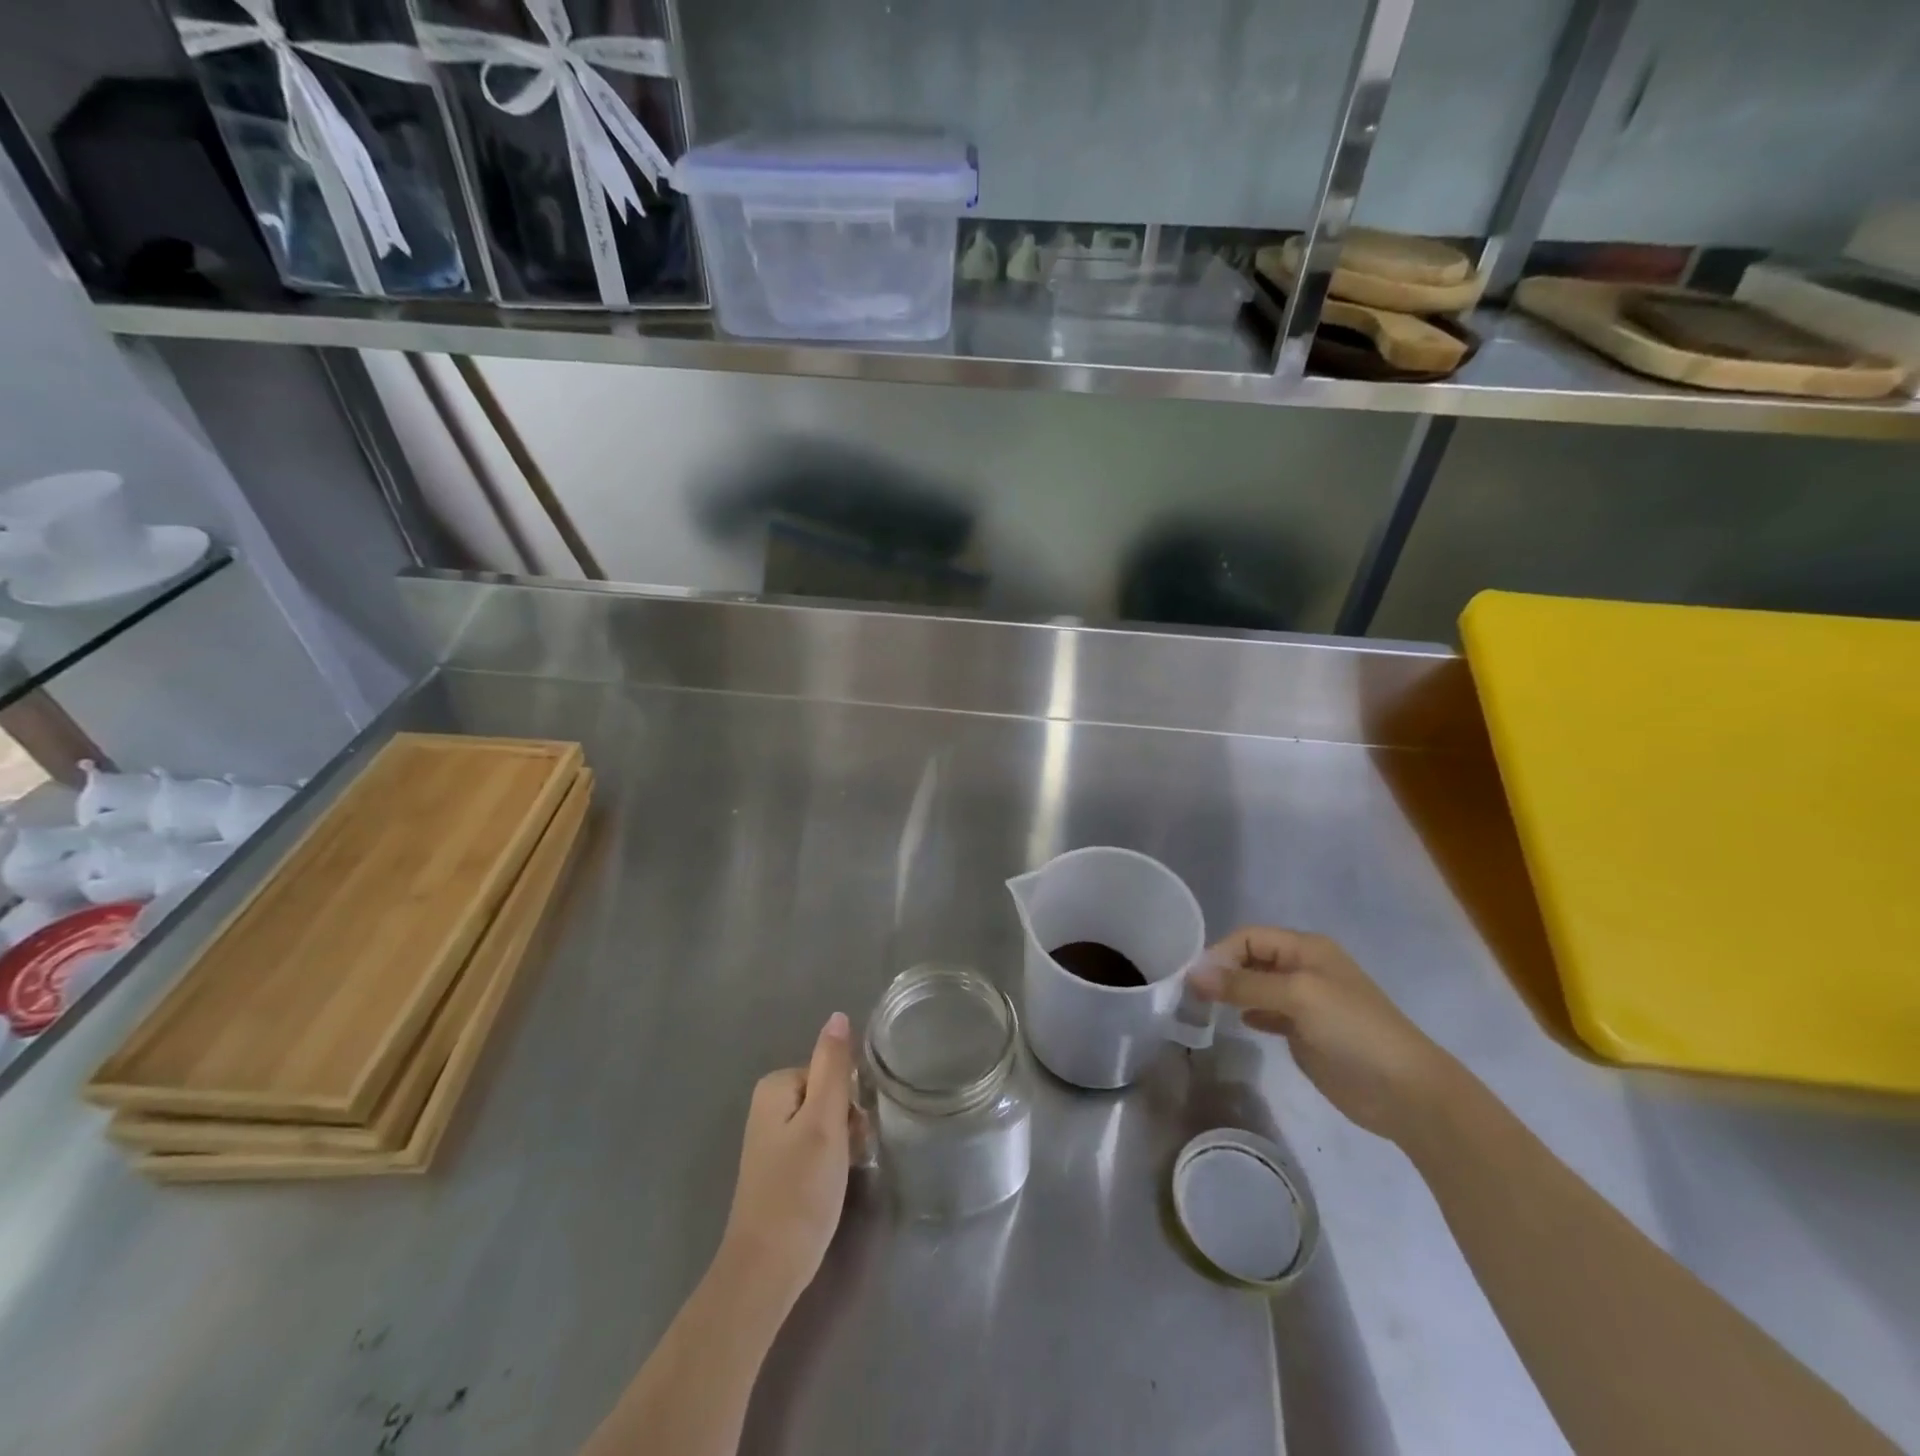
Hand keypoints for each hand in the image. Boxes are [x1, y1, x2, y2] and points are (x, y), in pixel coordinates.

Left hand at [717, 1012, 853, 1312]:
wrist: (766, 1271)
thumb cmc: (800, 1192)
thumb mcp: (825, 1122)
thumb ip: (833, 1066)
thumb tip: (837, 1015)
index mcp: (775, 1086)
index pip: (832, 1073)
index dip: (849, 1101)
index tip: (851, 1134)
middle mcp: (768, 1105)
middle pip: (828, 1095)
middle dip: (846, 1122)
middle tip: (846, 1159)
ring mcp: (770, 1138)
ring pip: (825, 1122)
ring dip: (841, 1144)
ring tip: (838, 1177)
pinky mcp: (777, 1167)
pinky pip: (814, 1146)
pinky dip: (828, 1162)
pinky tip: (828, 1189)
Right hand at [1189, 928, 1455, 1142]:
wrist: (1405, 1092)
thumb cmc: (1353, 1030)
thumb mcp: (1298, 997)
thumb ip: (1244, 984)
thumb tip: (1194, 975)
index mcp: (1306, 949)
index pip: (1250, 937)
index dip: (1221, 953)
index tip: (1194, 980)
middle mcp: (1303, 968)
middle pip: (1250, 959)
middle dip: (1222, 971)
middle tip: (1192, 995)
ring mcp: (1305, 1002)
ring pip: (1256, 987)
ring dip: (1231, 993)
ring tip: (1203, 1008)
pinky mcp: (1305, 1032)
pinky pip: (1267, 1012)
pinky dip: (1248, 1013)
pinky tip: (1236, 1023)